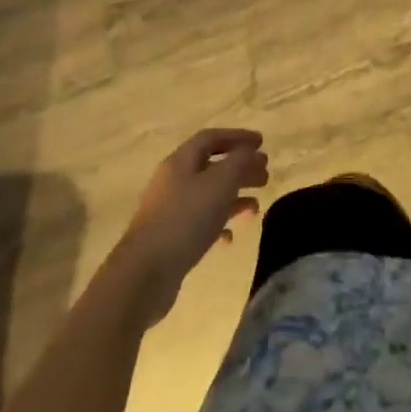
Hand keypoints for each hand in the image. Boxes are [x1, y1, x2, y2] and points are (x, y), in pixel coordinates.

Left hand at [115, 128, 268, 324]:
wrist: (144, 274)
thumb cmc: (185, 219)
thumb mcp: (221, 183)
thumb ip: (240, 162)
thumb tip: (252, 152)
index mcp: (181, 161)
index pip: (211, 138)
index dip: (238, 136)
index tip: (262, 143)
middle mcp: (173, 181)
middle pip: (212, 166)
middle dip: (240, 168)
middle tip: (265, 175)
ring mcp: (170, 211)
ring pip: (208, 195)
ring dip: (234, 197)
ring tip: (256, 207)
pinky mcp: (170, 238)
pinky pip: (200, 223)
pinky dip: (218, 225)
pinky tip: (230, 238)